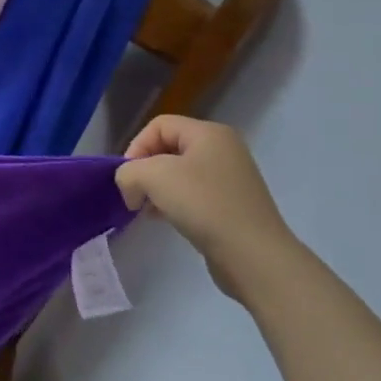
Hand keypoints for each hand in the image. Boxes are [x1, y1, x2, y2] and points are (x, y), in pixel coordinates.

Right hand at [115, 116, 302, 305]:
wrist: (252, 254)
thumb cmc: (203, 204)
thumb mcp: (152, 177)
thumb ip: (128, 172)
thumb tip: (130, 187)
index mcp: (209, 133)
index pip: (158, 125)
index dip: (136, 147)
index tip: (129, 178)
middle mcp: (223, 149)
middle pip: (167, 148)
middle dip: (144, 170)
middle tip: (136, 196)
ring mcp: (229, 178)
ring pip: (178, 173)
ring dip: (156, 189)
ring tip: (148, 211)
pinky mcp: (230, 204)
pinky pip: (192, 194)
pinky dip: (173, 203)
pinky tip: (165, 219)